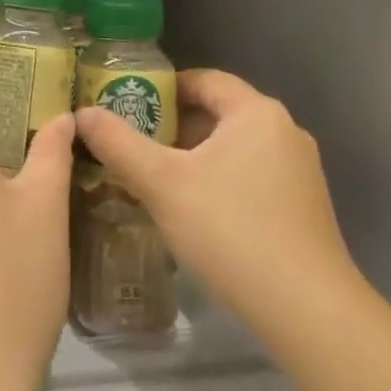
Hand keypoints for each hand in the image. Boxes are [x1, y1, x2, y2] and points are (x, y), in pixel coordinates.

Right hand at [75, 70, 354, 315]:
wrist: (307, 311)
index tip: (127, 104)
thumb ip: (118, 144)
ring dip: (195, 156)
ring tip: (154, 179)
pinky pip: (252, 176)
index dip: (162, 87)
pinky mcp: (304, 207)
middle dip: (173, 126)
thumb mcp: (162, 183)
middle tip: (132, 144)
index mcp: (256, 113)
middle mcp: (285, 132)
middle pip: (218, 113)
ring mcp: (300, 171)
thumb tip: (82, 113)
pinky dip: (219, 180)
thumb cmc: (231, 230)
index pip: (203, 79)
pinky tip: (194, 211)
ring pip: (234, 148)